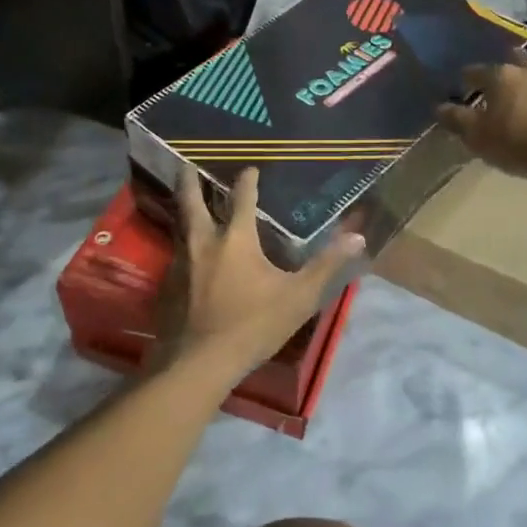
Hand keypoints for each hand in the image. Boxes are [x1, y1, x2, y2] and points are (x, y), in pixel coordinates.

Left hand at [158, 165, 362, 385]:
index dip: (247, 181)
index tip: (249, 169)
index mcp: (236, 239)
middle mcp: (204, 242)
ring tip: (188, 203)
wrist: (200, 361)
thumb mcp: (299, 296)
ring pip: (181, 226)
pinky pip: (176, 253)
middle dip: (190, 181)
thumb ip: (327, 265)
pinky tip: (188, 253)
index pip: (241, 198)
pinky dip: (182, 243)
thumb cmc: (254, 324)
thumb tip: (357, 236)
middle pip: (191, 201)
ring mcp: (182, 262)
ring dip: (184, 211)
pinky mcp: (169, 284)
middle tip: (187, 165)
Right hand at [437, 52, 526, 185]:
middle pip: (510, 62)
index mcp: (500, 75)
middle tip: (493, 85)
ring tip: (518, 97)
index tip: (461, 87)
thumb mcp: (478, 136)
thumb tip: (438, 107)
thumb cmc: (519, 142)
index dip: (466, 79)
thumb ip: (457, 120)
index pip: (475, 71)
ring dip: (525, 81)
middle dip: (501, 71)